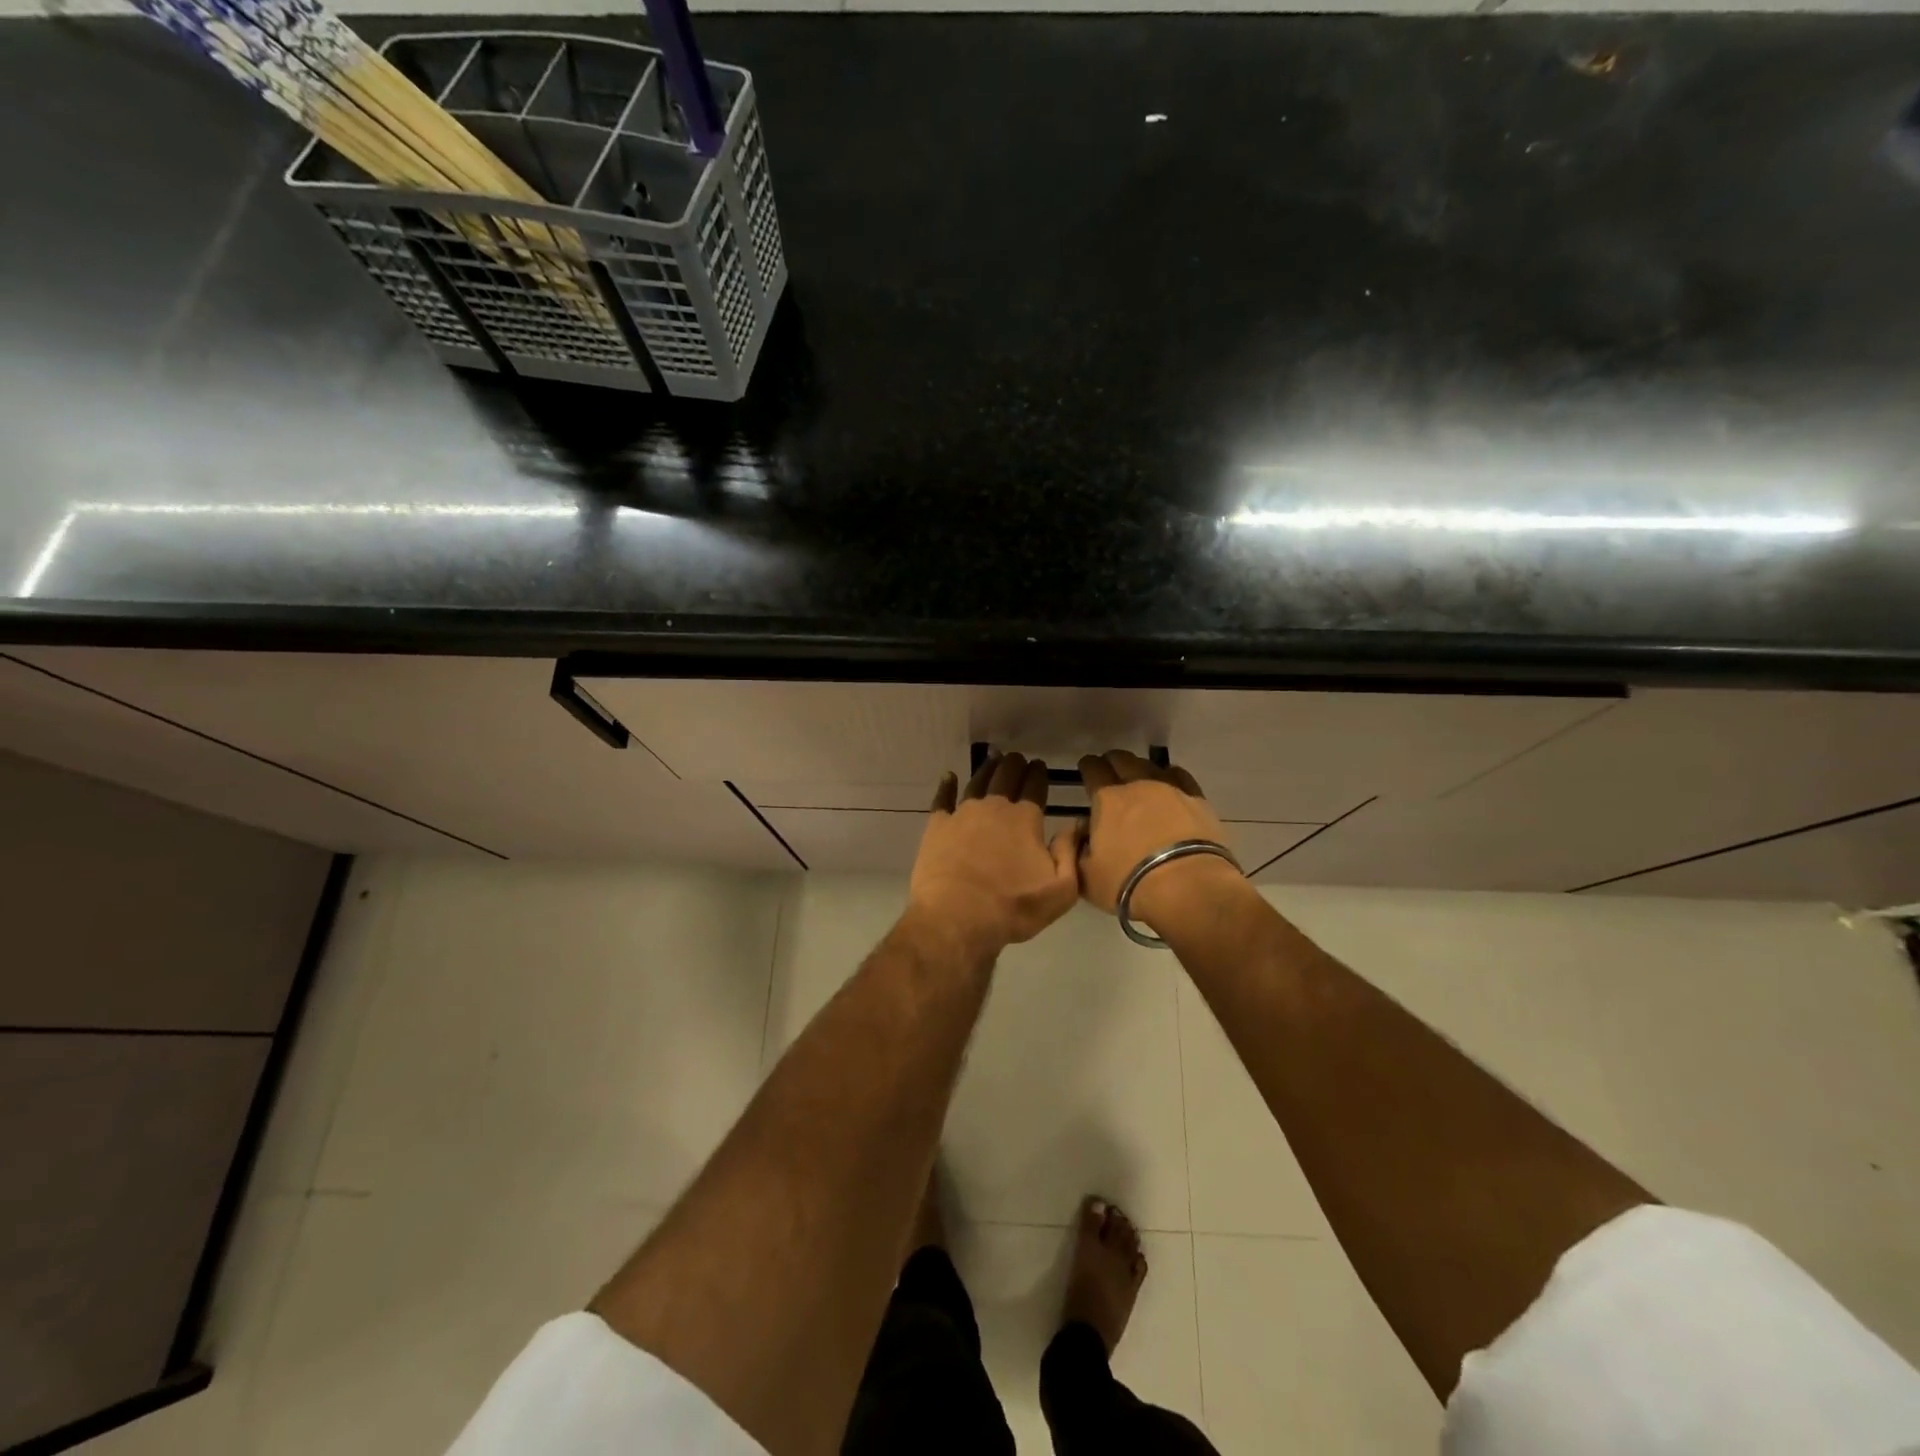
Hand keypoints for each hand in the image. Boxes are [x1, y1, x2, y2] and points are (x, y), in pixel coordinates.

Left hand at [908, 753, 1081, 958]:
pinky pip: (942, 798)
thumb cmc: (1012, 907)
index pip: (1035, 787)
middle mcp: (994, 807)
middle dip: (1015, 765)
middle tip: (1018, 758)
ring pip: (978, 782)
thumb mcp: (1060, 891)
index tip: (1040, 765)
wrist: (956, 917)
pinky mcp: (937, 826)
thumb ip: (1070, 854)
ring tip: (993, 759)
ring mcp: (962, 814)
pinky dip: (947, 785)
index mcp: (1025, 819)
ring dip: (988, 769)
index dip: (1039, 774)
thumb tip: (1075, 825)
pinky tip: (949, 777)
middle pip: (1006, 777)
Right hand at [1078, 750, 1253, 935]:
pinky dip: (1170, 775)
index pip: (1092, 769)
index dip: (1087, 766)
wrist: (1188, 887)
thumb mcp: (1087, 876)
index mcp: (1107, 800)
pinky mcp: (1197, 800)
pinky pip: (1180, 776)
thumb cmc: (1130, 883)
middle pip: (1122, 760)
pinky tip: (1170, 781)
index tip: (1086, 768)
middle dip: (1112, 762)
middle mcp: (1137, 785)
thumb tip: (1084, 833)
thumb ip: (1078, 850)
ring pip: (1150, 765)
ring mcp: (1170, 789)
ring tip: (1139, 778)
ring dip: (1140, 768)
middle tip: (1109, 771)